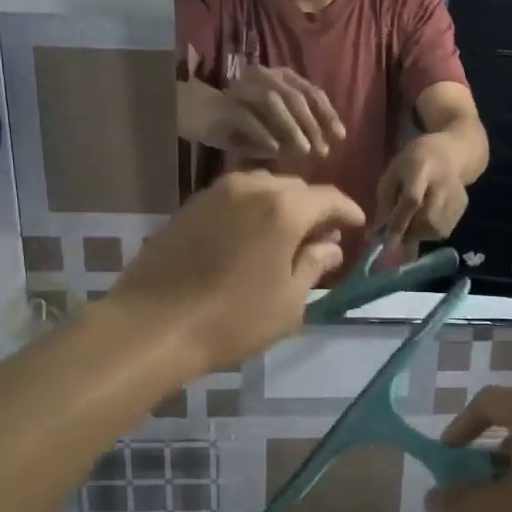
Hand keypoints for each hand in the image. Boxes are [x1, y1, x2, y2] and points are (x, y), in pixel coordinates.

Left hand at [108, 172, 364, 372]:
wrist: (153, 324)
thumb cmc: (233, 319)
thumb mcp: (288, 301)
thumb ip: (314, 265)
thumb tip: (330, 246)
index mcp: (283, 209)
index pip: (328, 198)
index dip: (347, 210)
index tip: (357, 225)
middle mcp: (252, 188)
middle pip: (295, 188)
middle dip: (314, 208)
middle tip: (322, 237)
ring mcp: (216, 193)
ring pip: (263, 188)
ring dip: (281, 206)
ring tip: (286, 236)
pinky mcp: (190, 206)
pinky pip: (235, 198)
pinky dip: (252, 210)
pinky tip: (251, 237)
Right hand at [208, 66, 346, 159]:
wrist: (202, 114)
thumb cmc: (246, 121)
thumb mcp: (277, 125)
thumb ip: (300, 127)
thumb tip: (325, 144)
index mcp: (282, 77)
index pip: (311, 91)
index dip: (327, 113)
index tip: (340, 136)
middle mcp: (264, 75)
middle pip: (295, 95)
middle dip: (312, 124)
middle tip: (322, 151)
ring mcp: (244, 87)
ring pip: (272, 100)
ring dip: (291, 127)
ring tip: (302, 151)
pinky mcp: (226, 104)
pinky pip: (247, 117)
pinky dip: (263, 133)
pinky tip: (275, 150)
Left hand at [375, 133, 469, 242]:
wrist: (447, 154)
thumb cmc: (411, 163)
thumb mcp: (391, 175)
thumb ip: (384, 204)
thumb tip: (376, 234)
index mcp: (421, 169)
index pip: (411, 200)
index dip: (399, 222)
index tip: (387, 242)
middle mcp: (443, 183)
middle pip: (428, 219)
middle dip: (409, 232)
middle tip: (397, 234)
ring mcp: (456, 195)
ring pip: (436, 229)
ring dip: (418, 234)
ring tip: (410, 224)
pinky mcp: (462, 206)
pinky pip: (444, 230)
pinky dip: (429, 232)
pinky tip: (424, 219)